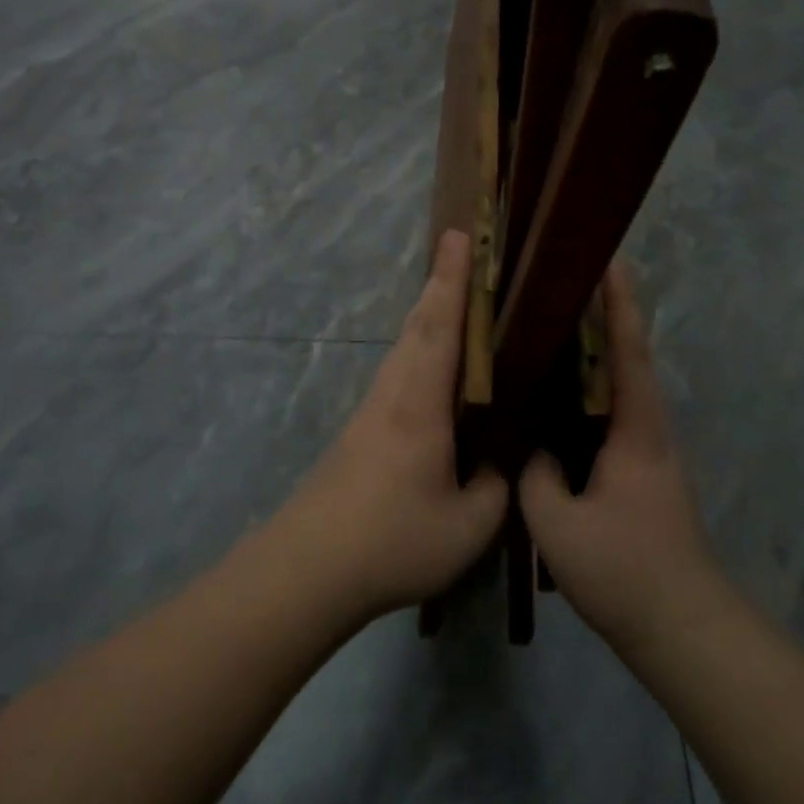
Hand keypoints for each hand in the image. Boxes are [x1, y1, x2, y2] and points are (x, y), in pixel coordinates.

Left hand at [275, 230, 508, 621]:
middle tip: (460, 252)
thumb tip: (495, 463)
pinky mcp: (360, 433)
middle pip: (418, 325)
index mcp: (420, 403)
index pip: (440, 326)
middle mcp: (393, 394)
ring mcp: (371, 412)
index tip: (457, 235)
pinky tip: (433, 372)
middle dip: (441, 285)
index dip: (452, 279)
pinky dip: (419, 351)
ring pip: (404, 348)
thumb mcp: (468, 525)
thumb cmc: (392, 540)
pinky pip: (398, 374)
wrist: (308, 568)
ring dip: (428, 316)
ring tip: (455, 303)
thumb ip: (494, 487)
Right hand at [519, 261, 719, 650]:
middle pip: (627, 357)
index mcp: (635, 429)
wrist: (679, 625)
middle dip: (605, 315)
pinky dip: (589, 392)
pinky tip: (557, 399)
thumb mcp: (559, 522)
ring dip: (596, 352)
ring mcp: (647, 452)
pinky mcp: (640, 473)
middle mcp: (648, 429)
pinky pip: (611, 415)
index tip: (606, 260)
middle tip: (566, 283)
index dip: (617, 303)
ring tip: (554, 328)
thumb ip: (535, 475)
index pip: (626, 350)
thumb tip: (529, 449)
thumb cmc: (624, 568)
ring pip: (619, 386)